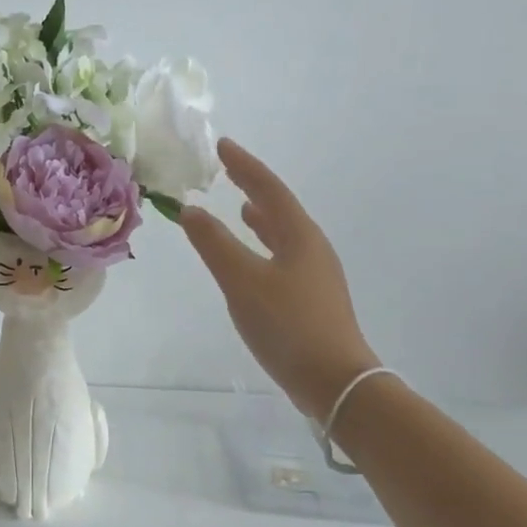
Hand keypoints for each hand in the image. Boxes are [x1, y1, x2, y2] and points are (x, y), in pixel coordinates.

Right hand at [181, 139, 378, 421]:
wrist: (335, 381)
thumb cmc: (287, 325)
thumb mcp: (242, 281)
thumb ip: (214, 243)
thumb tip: (191, 210)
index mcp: (299, 236)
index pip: (268, 188)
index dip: (244, 166)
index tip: (223, 145)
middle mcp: (312, 247)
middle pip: (280, 207)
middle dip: (253, 187)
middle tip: (229, 171)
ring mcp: (316, 274)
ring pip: (284, 233)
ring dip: (262, 217)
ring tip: (242, 208)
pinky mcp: (312, 298)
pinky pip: (283, 255)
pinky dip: (264, 244)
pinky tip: (254, 259)